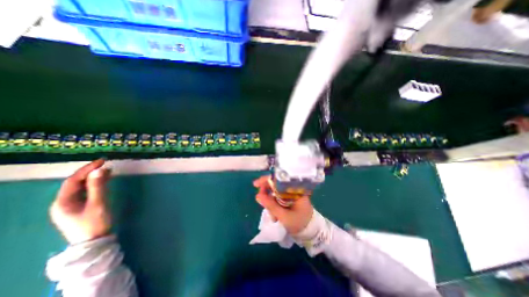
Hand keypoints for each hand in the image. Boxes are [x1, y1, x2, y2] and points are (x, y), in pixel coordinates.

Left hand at [49, 159, 111, 244]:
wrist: (93, 242)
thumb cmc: (95, 223)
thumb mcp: (98, 204)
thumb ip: (98, 186)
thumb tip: (101, 170)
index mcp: (63, 202)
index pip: (73, 180)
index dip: (87, 169)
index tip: (102, 161)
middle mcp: (63, 202)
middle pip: (75, 183)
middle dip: (90, 172)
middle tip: (106, 165)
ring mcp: (70, 206)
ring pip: (80, 187)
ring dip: (93, 178)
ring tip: (108, 171)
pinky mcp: (78, 208)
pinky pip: (85, 192)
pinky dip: (94, 185)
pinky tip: (103, 181)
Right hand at [253, 176, 313, 234]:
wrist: (310, 232)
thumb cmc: (300, 223)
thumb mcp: (284, 216)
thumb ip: (271, 206)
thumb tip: (257, 195)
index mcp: (295, 189)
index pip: (279, 180)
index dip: (267, 180)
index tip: (256, 184)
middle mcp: (292, 189)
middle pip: (275, 185)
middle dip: (266, 191)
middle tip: (259, 199)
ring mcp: (290, 195)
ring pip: (275, 193)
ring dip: (270, 202)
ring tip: (273, 217)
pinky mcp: (288, 200)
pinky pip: (277, 199)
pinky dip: (273, 206)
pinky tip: (275, 216)